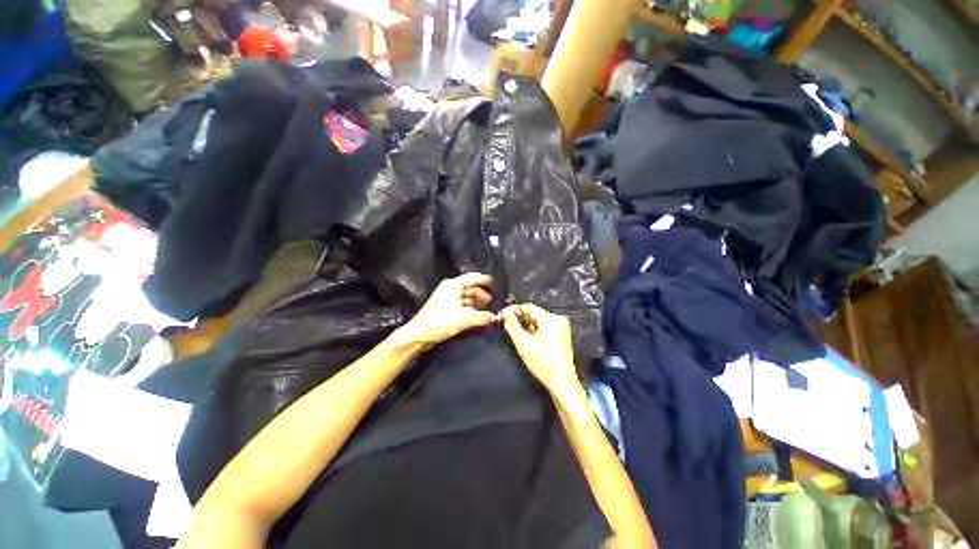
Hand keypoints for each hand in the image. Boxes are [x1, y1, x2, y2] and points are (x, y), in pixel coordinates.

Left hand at [395, 273, 496, 347]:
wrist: (419, 335)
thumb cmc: (439, 322)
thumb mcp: (464, 318)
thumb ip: (482, 317)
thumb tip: (496, 317)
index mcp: (453, 285)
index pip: (472, 278)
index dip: (484, 280)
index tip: (494, 283)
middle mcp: (450, 289)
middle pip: (470, 288)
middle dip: (481, 295)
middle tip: (492, 302)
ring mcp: (446, 299)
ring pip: (466, 298)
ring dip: (476, 304)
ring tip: (486, 311)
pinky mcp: (445, 309)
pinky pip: (461, 306)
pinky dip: (470, 310)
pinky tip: (476, 316)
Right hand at [500, 303, 580, 397]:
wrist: (563, 382)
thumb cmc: (543, 363)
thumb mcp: (523, 344)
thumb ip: (512, 326)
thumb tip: (506, 314)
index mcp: (551, 318)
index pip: (528, 306)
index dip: (513, 309)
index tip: (502, 315)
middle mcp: (558, 318)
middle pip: (534, 312)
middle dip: (520, 318)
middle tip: (506, 325)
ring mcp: (562, 326)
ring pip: (538, 319)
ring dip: (527, 324)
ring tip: (516, 333)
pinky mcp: (562, 333)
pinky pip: (545, 325)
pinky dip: (535, 329)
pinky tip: (528, 338)